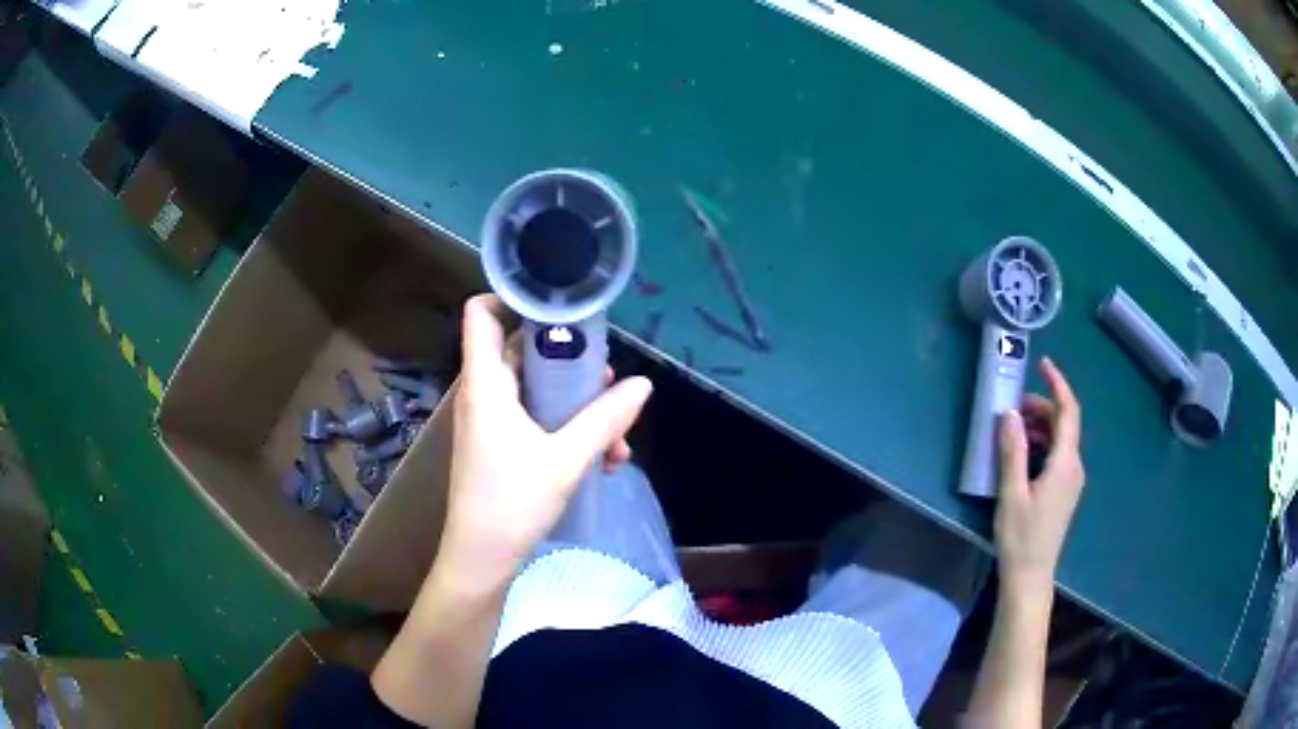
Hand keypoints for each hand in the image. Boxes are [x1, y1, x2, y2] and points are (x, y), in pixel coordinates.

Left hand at [436, 294, 652, 592]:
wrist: (481, 559)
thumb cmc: (512, 502)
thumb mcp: (567, 459)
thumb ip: (605, 419)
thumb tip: (643, 385)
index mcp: (487, 383)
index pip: (483, 314)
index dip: (514, 298)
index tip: (560, 307)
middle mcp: (485, 394)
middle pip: (525, 351)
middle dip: (572, 364)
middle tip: (609, 383)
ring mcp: (492, 421)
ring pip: (539, 392)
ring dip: (579, 407)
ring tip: (617, 439)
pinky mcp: (501, 445)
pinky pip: (537, 420)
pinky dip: (568, 431)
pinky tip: (604, 460)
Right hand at [994, 357, 1084, 595]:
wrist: (1030, 576)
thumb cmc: (1021, 537)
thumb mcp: (1012, 494)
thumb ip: (1012, 451)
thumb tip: (1010, 414)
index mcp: (1066, 463)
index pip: (1068, 412)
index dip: (1058, 384)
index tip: (1043, 365)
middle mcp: (1074, 467)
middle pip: (1064, 424)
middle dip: (1042, 407)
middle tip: (1013, 406)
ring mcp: (1071, 480)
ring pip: (1060, 440)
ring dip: (1040, 427)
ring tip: (1012, 429)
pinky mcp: (1064, 491)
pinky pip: (1057, 455)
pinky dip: (1041, 444)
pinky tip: (1021, 453)